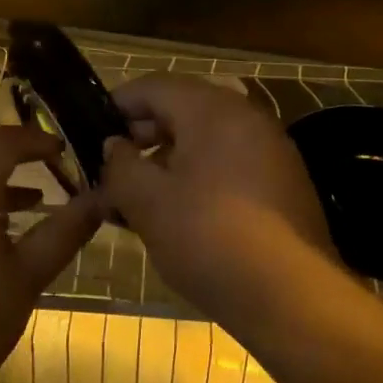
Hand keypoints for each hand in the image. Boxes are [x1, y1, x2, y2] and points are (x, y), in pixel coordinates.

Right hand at [98, 74, 337, 326]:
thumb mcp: (148, 202)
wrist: (291, 295)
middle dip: (142, 138)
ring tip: (138, 200)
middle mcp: (247, 118)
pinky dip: (199, 179)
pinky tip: (179, 216)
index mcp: (212, 109)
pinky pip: (230, 165)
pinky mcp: (284, 184)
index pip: (154, 86)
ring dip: (168, 162)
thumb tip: (114, 146)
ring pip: (206, 142)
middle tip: (111, 170)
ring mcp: (271, 150)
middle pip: (182, 111)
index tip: (90, 129)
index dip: (118, 104)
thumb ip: (121, 166)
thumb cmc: (208, 237)